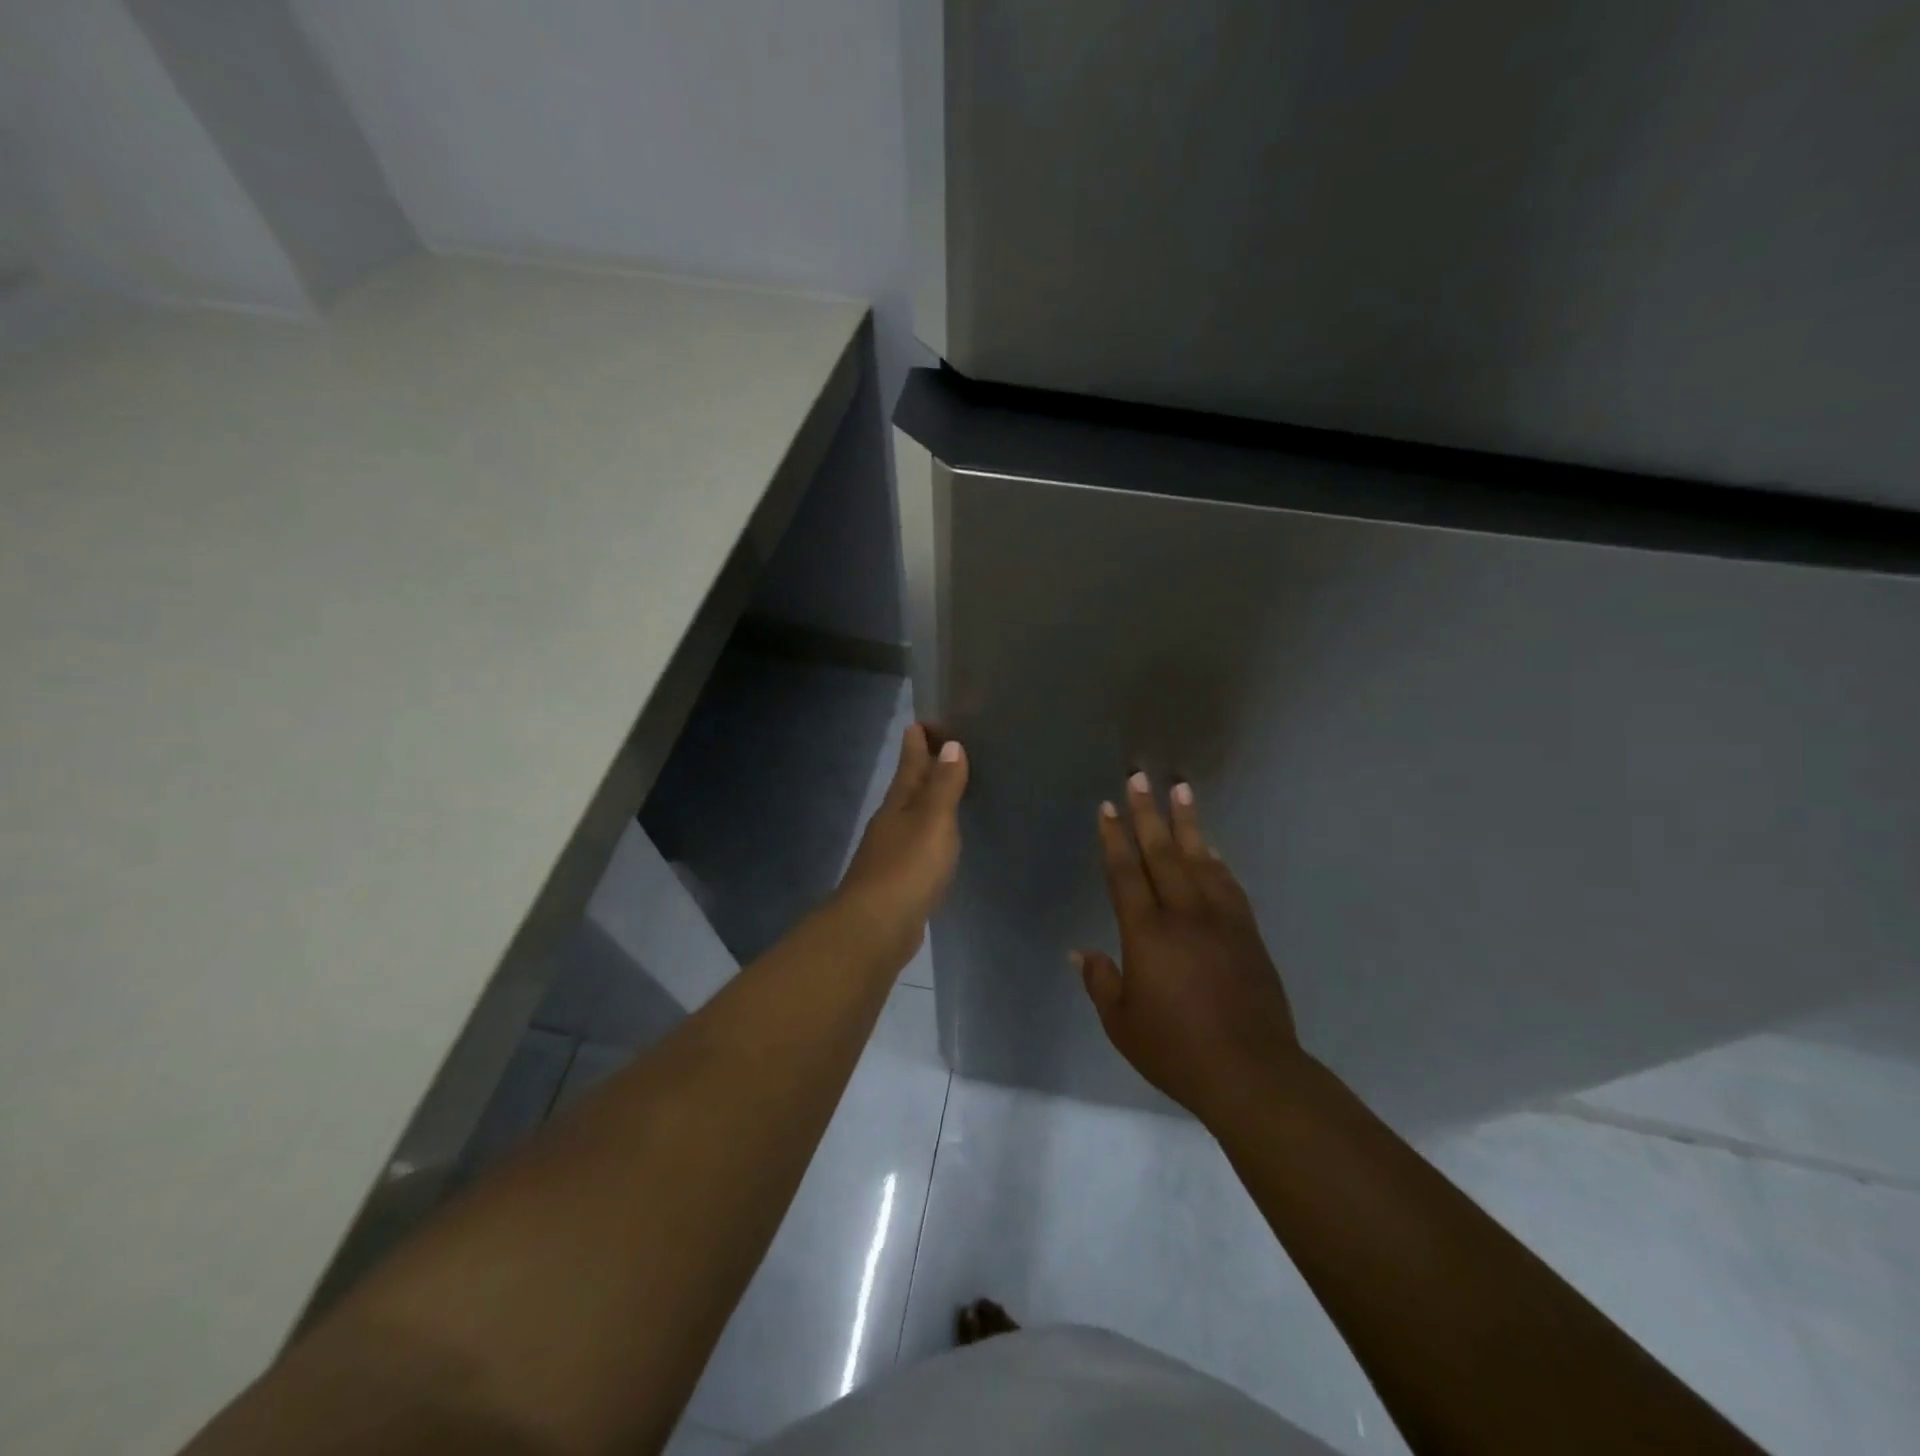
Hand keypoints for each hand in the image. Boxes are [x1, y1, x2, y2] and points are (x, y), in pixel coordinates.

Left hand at [835, 723, 967, 963]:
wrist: (876, 926)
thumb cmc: (908, 867)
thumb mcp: (933, 821)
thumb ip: (943, 786)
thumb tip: (951, 746)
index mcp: (898, 804)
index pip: (909, 764)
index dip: (917, 742)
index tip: (924, 721)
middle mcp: (890, 823)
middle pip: (907, 788)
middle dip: (920, 768)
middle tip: (938, 748)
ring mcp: (889, 853)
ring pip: (910, 817)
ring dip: (924, 802)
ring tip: (943, 792)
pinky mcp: (896, 881)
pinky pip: (915, 846)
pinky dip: (927, 835)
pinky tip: (936, 844)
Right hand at [1076, 774, 1301, 1122]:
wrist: (1251, 1072)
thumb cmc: (1176, 1051)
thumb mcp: (1122, 1024)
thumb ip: (1101, 982)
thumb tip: (1082, 952)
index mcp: (1147, 934)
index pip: (1125, 874)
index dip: (1114, 839)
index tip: (1107, 808)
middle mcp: (1183, 915)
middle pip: (1162, 854)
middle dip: (1148, 813)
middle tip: (1139, 777)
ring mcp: (1220, 921)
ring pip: (1199, 860)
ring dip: (1187, 824)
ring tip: (1181, 790)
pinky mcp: (1247, 934)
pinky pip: (1229, 885)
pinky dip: (1217, 861)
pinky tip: (1211, 848)